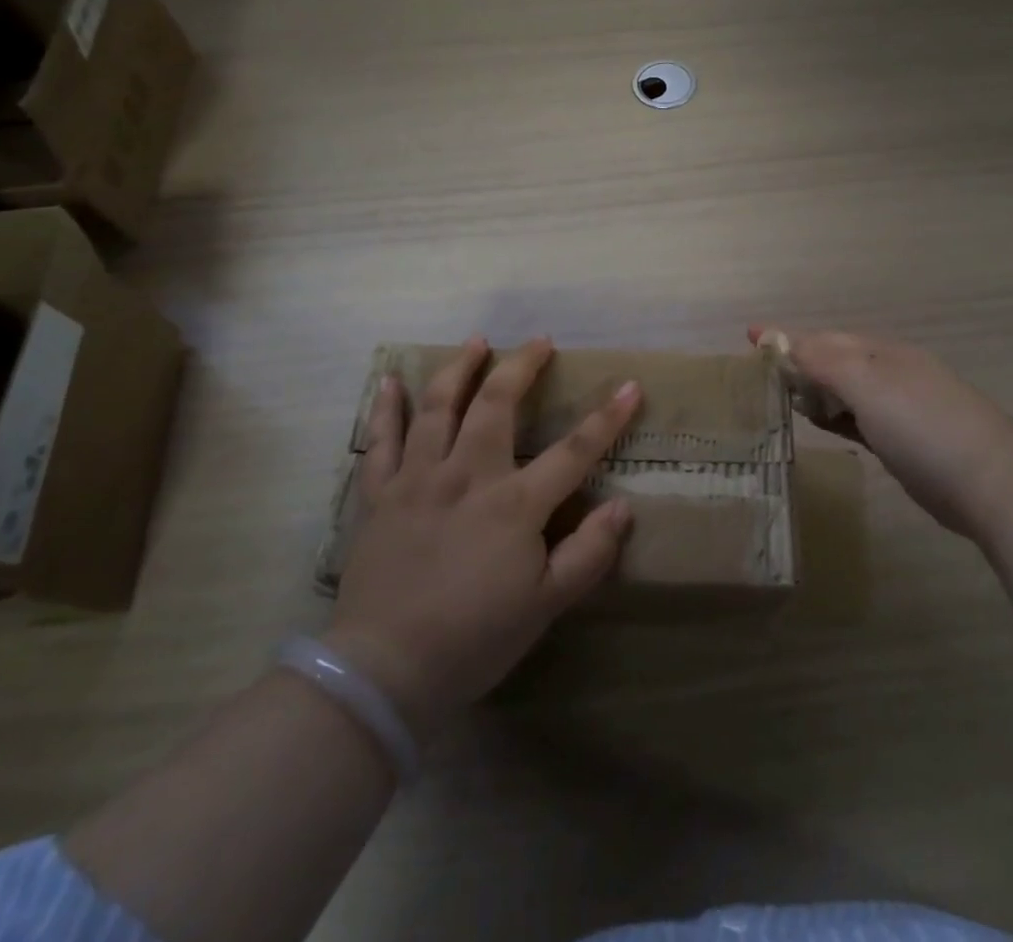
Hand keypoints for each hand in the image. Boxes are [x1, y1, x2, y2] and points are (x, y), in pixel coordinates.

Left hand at [326, 337, 638, 733]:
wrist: (383, 672)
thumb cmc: (474, 639)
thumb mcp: (546, 606)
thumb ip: (588, 553)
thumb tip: (623, 506)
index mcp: (514, 504)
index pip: (574, 450)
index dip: (607, 416)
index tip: (630, 386)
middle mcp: (467, 475)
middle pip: (497, 405)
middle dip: (522, 366)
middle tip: (539, 340)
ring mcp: (419, 480)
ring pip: (440, 408)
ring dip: (459, 369)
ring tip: (476, 341)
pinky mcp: (381, 496)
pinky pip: (381, 442)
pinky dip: (386, 409)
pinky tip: (389, 382)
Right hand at [751, 326, 1012, 537]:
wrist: (989, 481)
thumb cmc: (922, 425)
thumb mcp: (869, 385)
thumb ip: (826, 362)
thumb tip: (787, 342)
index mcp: (882, 353)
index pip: (825, 339)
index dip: (788, 337)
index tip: (751, 336)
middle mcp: (890, 373)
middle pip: (835, 361)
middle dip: (799, 361)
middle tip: (761, 372)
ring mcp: (900, 408)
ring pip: (846, 391)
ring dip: (815, 389)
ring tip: (782, 396)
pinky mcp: (903, 442)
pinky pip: (857, 418)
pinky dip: (834, 415)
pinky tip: (820, 422)